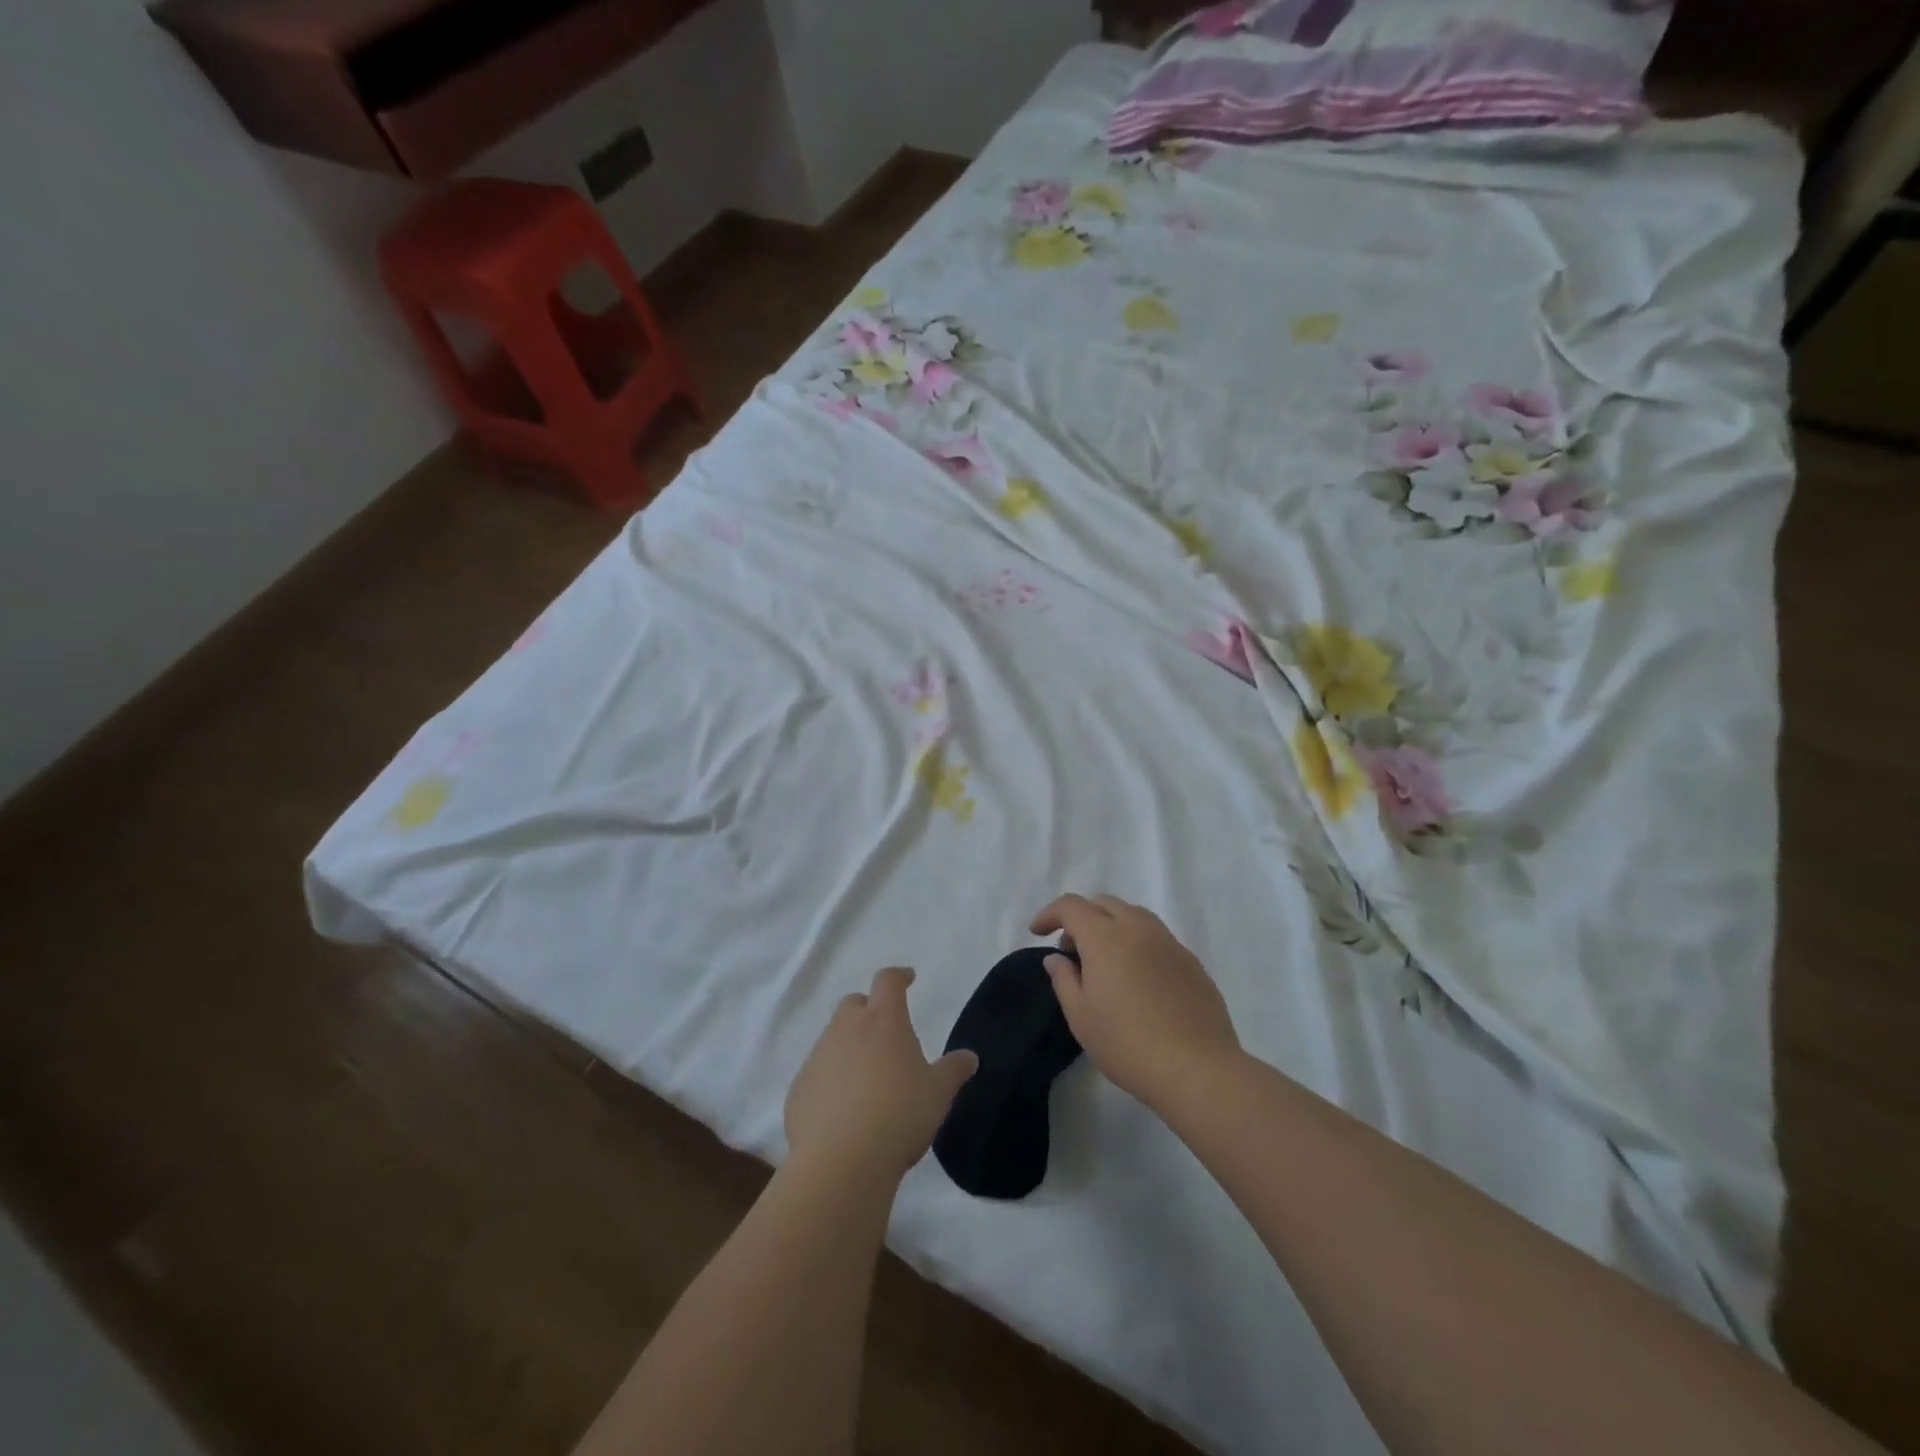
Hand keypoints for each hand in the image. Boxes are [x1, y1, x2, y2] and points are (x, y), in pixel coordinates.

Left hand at [784, 967, 977, 1187]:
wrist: (840, 1161)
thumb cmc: (899, 1115)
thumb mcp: (938, 1094)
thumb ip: (953, 1070)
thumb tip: (969, 1057)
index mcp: (883, 1020)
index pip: (888, 981)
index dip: (899, 976)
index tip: (908, 979)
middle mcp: (846, 1029)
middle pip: (854, 1004)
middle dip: (868, 1010)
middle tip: (885, 1033)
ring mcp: (818, 1056)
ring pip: (833, 1037)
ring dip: (849, 1046)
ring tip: (867, 1076)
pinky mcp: (799, 1087)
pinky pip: (817, 1072)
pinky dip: (830, 1078)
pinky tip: (843, 1108)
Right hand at [1031, 895, 1240, 1111]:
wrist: (1197, 1069)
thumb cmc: (1127, 1044)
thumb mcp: (1081, 1017)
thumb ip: (1064, 979)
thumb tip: (1057, 958)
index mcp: (1106, 937)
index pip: (1071, 906)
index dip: (1050, 914)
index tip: (1037, 932)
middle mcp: (1138, 928)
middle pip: (1104, 903)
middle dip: (1081, 918)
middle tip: (1071, 950)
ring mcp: (1169, 942)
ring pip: (1133, 915)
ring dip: (1111, 926)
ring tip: (1104, 962)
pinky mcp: (1191, 961)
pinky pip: (1156, 937)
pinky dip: (1137, 943)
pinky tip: (1137, 979)